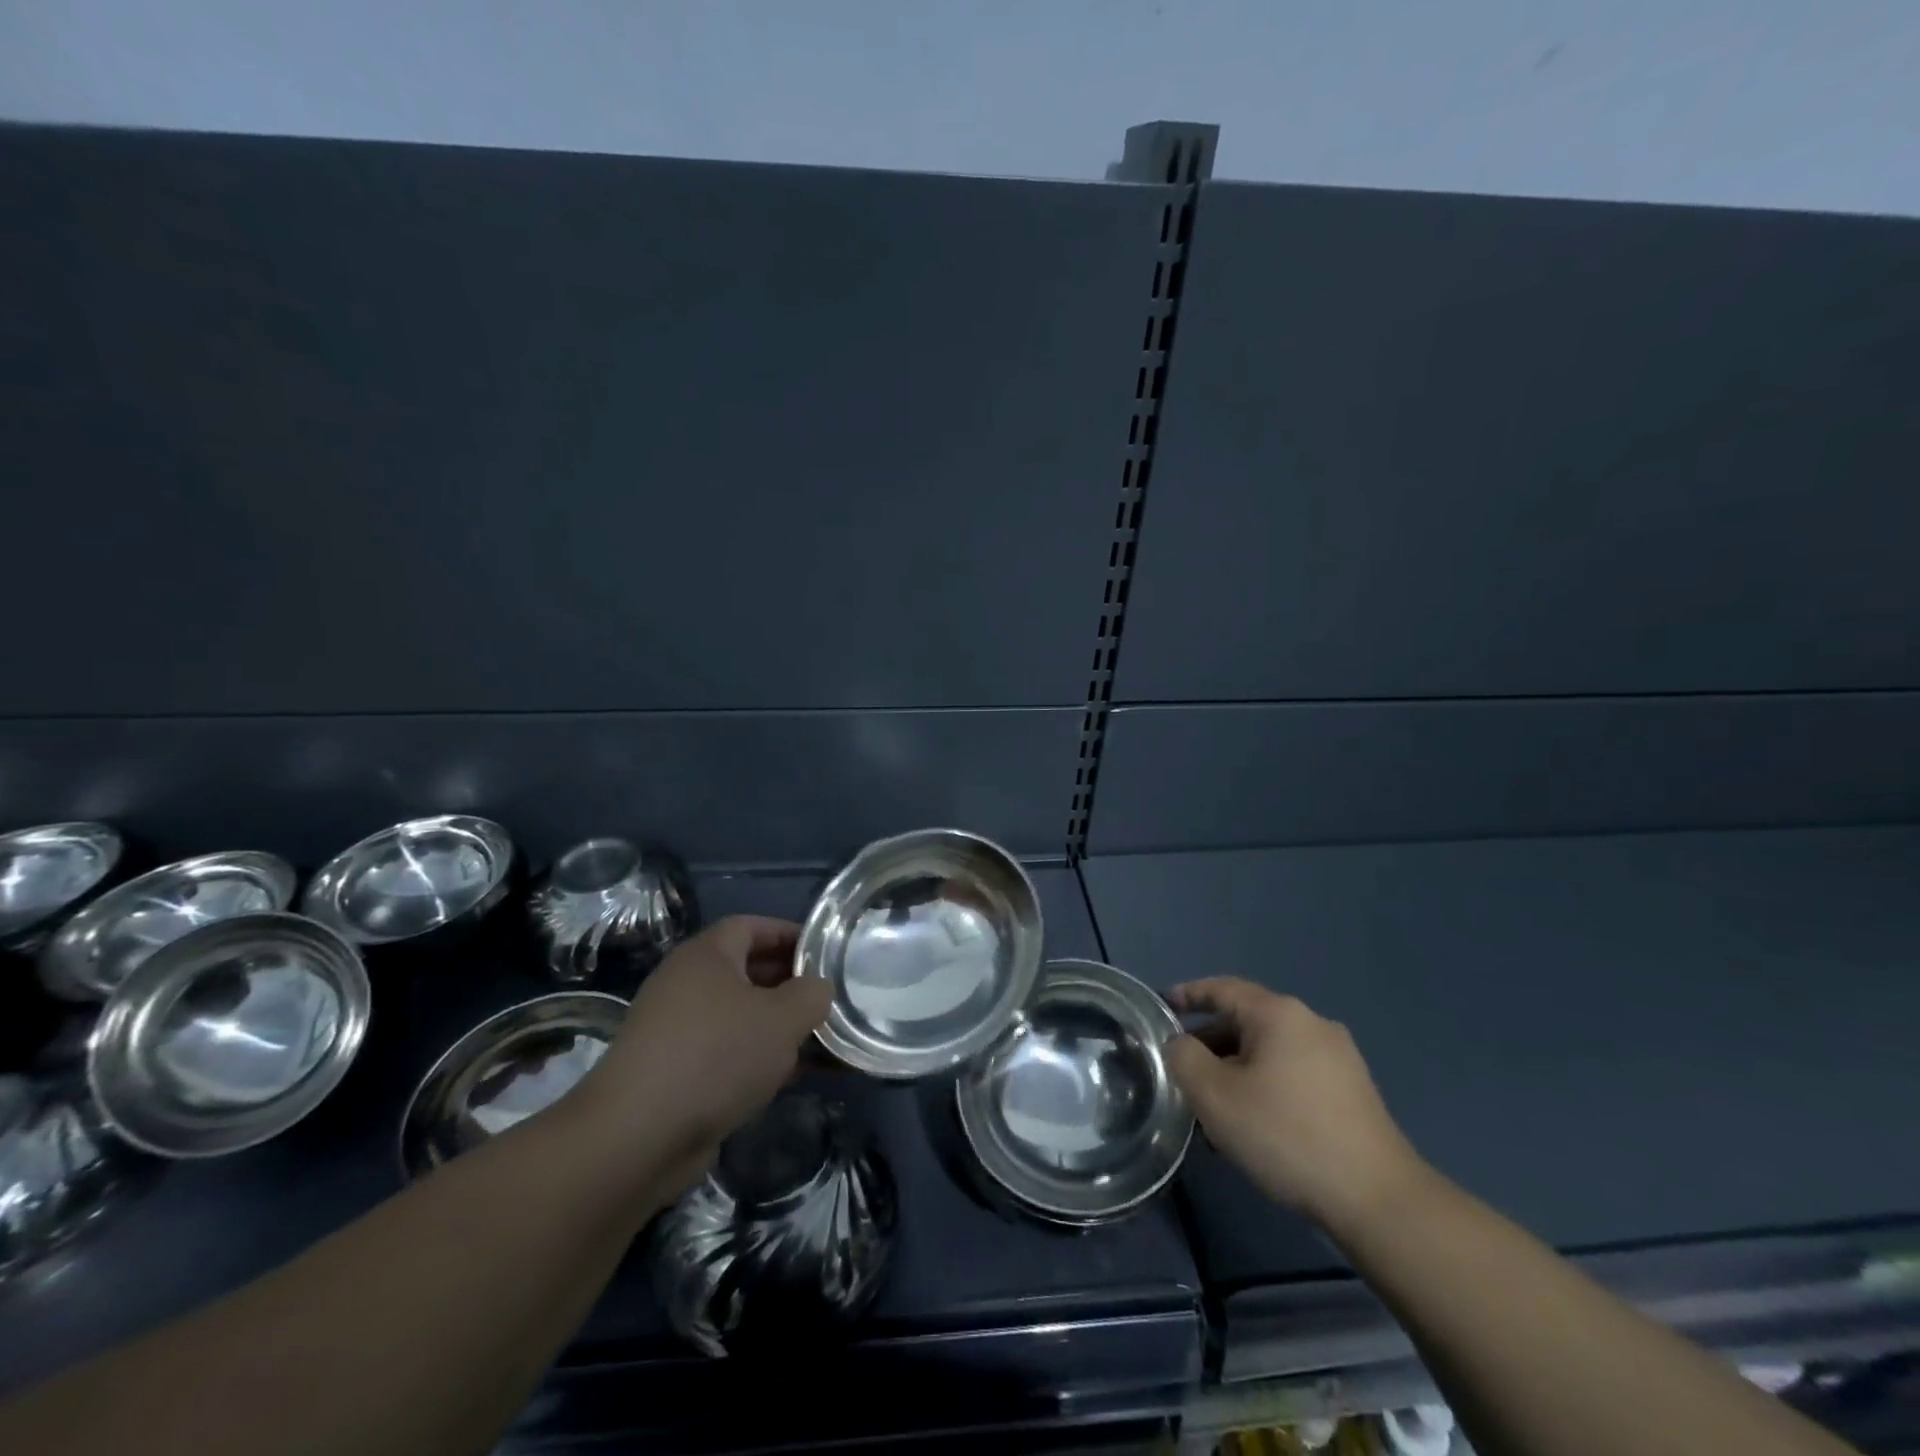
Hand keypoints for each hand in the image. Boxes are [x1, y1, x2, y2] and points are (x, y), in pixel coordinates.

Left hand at [571, 916, 833, 1195]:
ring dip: (782, 1026)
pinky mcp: (677, 1073)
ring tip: (826, 1040)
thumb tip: (818, 989)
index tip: (826, 952)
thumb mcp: (783, 1017)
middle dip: (792, 984)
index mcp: (706, 955)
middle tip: (831, 998)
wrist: (637, 1137)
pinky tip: (796, 1077)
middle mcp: (688, 985)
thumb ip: (812, 994)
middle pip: (749, 971)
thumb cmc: (716, 1055)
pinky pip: (730, 1052)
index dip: (791, 934)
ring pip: (743, 1016)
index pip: (753, 926)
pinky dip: (761, 1058)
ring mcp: (679, 1031)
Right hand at [1165, 978, 1425, 1228]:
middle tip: (1182, 1072)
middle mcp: (1312, 1024)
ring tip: (1214, 1108)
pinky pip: (1293, 1074)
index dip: (1188, 995)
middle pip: (1246, 1021)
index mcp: (1279, 1014)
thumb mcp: (1215, 1096)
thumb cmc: (1286, 1135)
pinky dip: (1265, 1086)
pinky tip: (1254, 1125)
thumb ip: (1184, 1058)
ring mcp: (1339, 1058)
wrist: (1377, 1200)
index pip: (1222, 988)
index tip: (1161, 1007)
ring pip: (1270, 1052)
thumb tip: (1180, 1044)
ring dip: (1236, 1070)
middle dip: (1210, 1043)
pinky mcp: (1353, 1092)